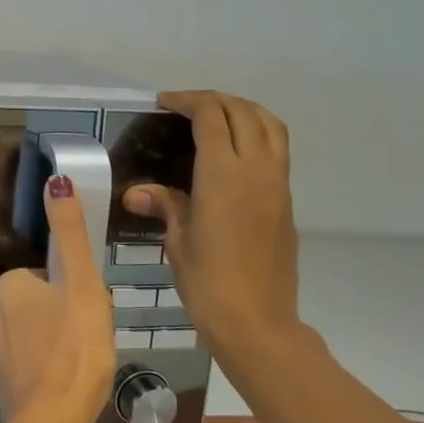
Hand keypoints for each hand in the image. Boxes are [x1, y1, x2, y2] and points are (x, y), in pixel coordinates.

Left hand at [0, 177, 115, 422]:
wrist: (53, 422)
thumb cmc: (76, 347)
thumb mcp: (83, 284)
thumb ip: (71, 233)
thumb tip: (56, 179)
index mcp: (10, 287)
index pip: (43, 275)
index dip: (70, 289)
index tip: (88, 308)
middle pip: (38, 303)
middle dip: (62, 314)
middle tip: (90, 336)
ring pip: (34, 333)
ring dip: (56, 342)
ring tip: (83, 362)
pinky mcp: (3, 383)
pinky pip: (30, 363)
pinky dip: (47, 368)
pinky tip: (68, 383)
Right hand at [122, 91, 300, 366]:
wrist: (257, 322)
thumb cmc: (208, 282)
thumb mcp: (178, 241)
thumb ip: (165, 205)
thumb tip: (137, 192)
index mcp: (223, 173)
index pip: (211, 116)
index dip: (188, 101)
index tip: (165, 103)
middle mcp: (256, 168)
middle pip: (244, 112)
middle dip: (216, 100)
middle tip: (187, 107)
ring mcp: (277, 183)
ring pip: (270, 125)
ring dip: (244, 110)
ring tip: (218, 118)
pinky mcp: (286, 201)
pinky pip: (277, 149)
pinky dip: (258, 133)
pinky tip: (236, 152)